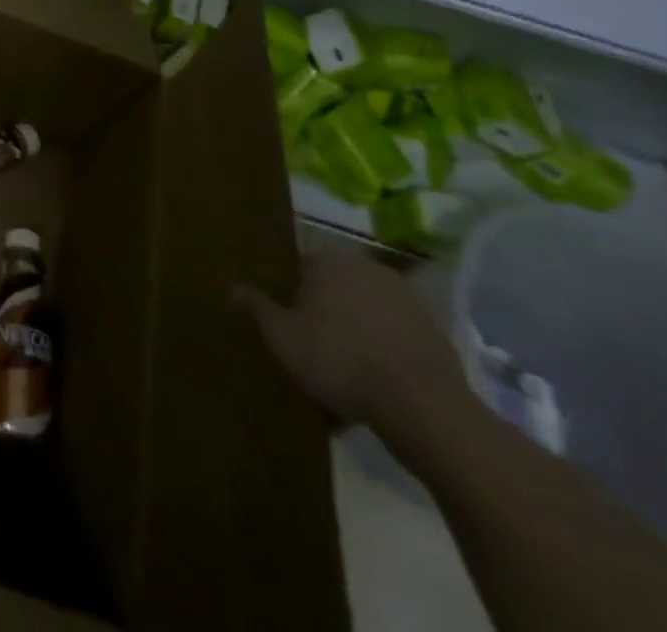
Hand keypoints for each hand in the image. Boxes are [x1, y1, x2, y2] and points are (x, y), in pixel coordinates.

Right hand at [233, 253, 472, 444]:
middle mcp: (367, 267)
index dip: (288, 290)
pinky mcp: (433, 332)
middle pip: (334, 286)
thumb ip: (257, 308)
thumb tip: (234, 287)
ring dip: (353, 331)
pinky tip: (372, 384)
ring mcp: (405, 299)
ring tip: (341, 369)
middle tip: (308, 342)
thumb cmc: (339, 359)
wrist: (422, 406)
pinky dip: (382, 351)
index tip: (283, 317)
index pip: (299, 265)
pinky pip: (393, 336)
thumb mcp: (282, 337)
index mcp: (329, 260)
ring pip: (365, 311)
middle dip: (322, 310)